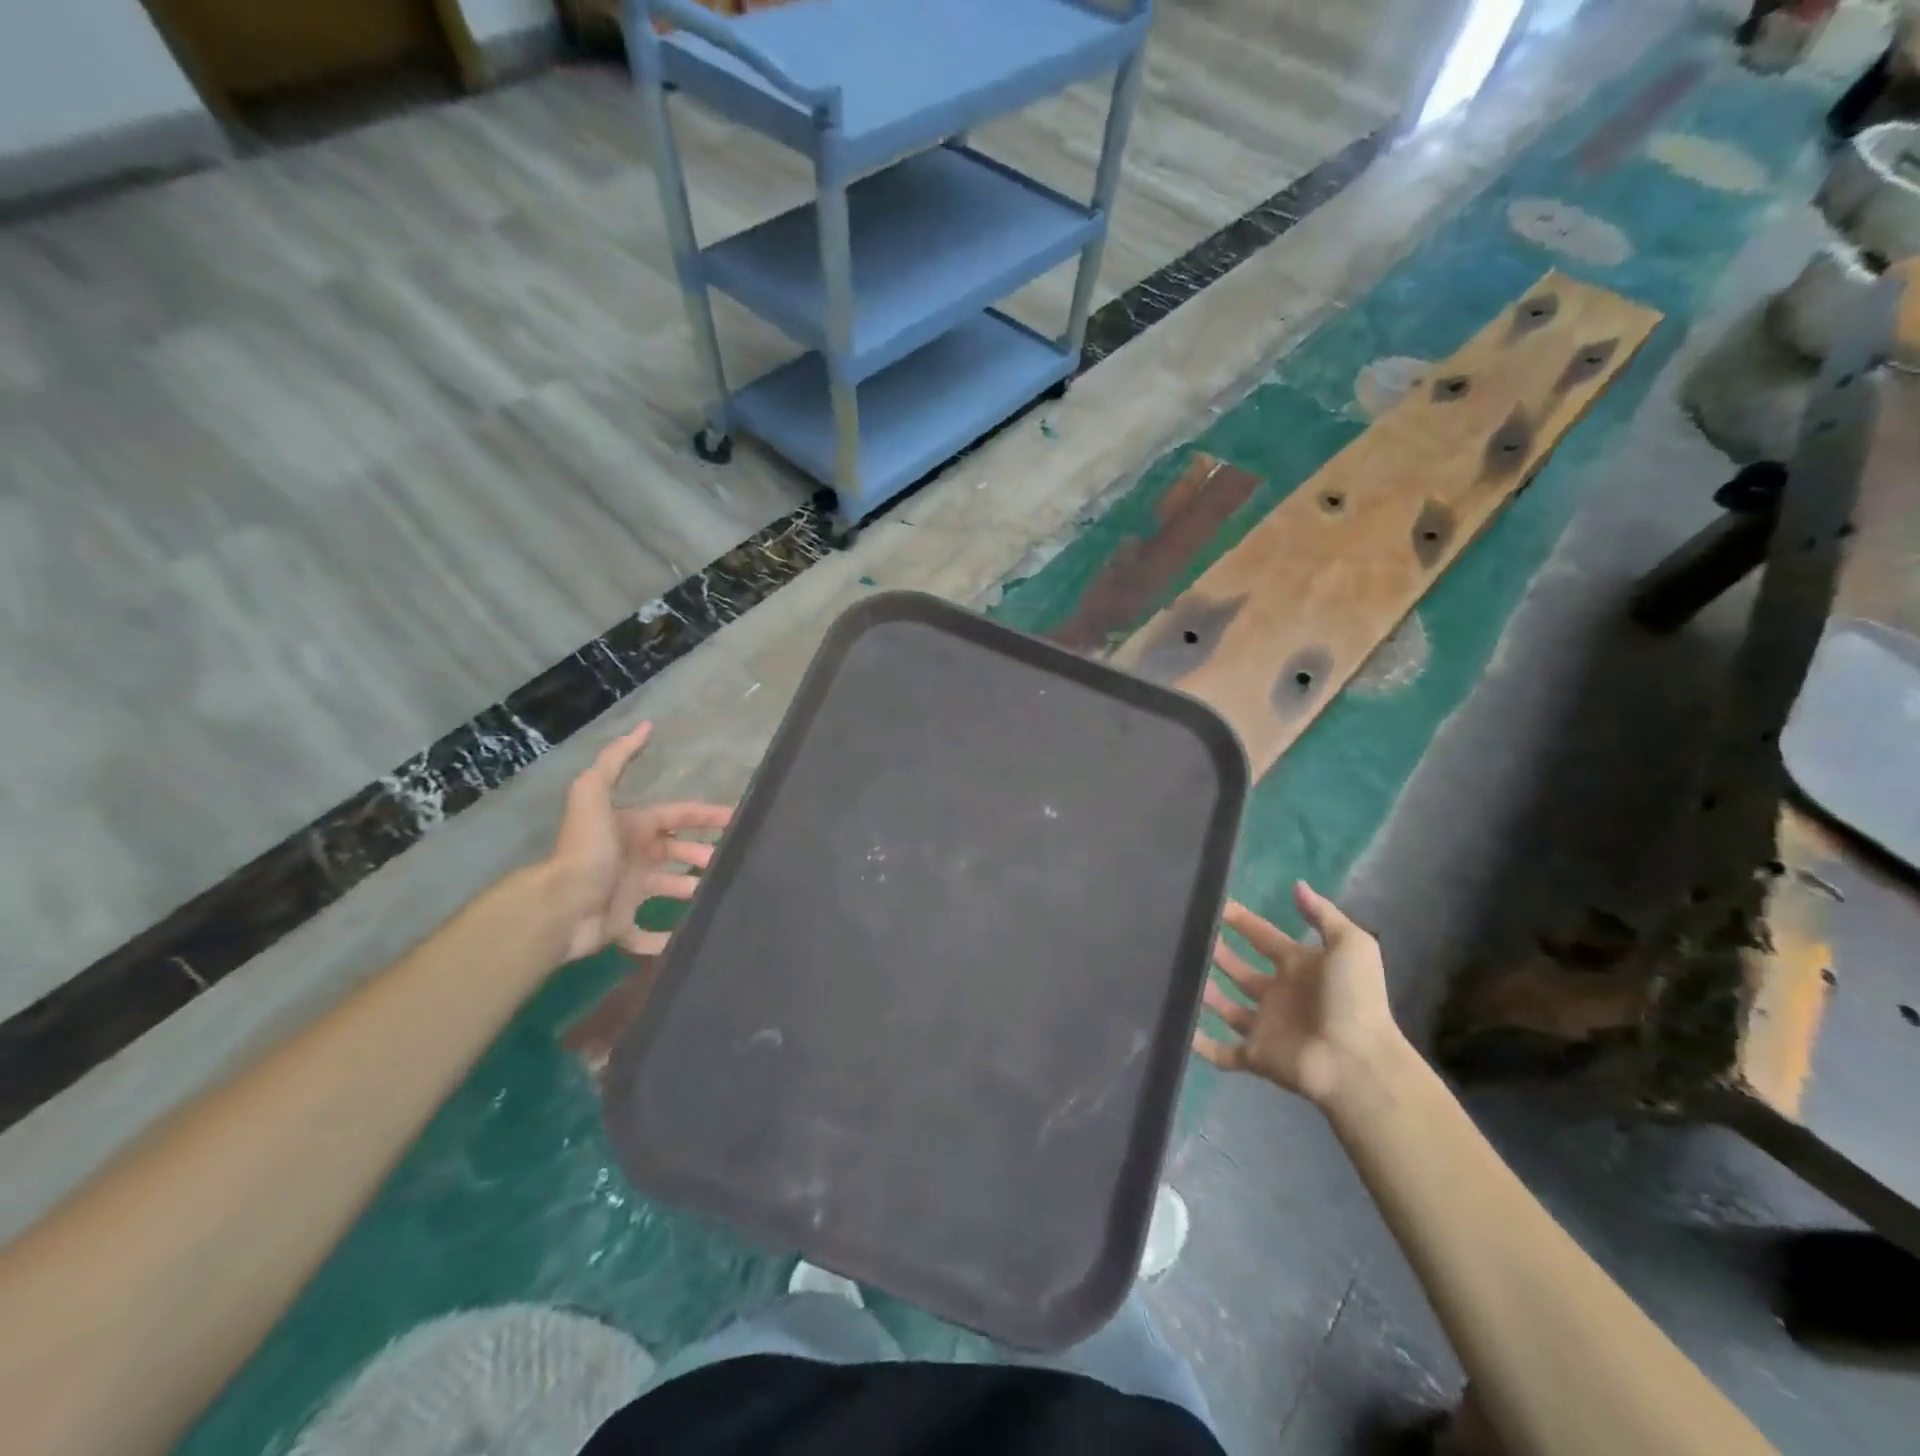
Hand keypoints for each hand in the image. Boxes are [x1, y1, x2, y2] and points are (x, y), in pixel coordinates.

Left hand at [547, 721, 731, 961]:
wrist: (560, 906)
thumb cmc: (587, 850)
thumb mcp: (594, 793)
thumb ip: (616, 760)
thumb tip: (645, 726)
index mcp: (633, 827)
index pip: (676, 816)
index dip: (705, 815)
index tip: (736, 819)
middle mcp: (632, 857)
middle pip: (676, 852)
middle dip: (702, 853)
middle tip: (731, 861)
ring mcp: (627, 893)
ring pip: (669, 889)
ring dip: (691, 890)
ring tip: (718, 894)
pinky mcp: (620, 926)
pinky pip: (646, 934)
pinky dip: (664, 938)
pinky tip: (686, 938)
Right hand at [1193, 882, 1402, 1104]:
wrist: (1357, 1062)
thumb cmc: (1353, 999)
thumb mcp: (1351, 945)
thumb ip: (1323, 914)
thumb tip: (1297, 885)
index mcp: (1299, 967)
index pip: (1263, 937)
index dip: (1241, 921)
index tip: (1212, 904)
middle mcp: (1279, 995)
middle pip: (1240, 971)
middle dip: (1217, 953)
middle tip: (1187, 935)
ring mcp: (1266, 1027)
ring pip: (1227, 1007)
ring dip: (1205, 992)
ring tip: (1177, 972)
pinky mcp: (1256, 1056)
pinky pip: (1222, 1052)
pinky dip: (1200, 1044)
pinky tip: (1178, 1029)